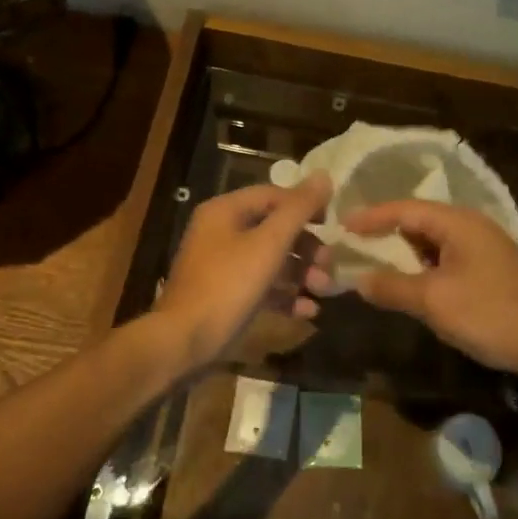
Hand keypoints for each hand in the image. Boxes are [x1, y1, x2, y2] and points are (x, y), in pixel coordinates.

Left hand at [152, 174, 332, 371]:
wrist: (183, 343)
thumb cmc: (227, 286)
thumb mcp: (268, 244)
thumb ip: (298, 210)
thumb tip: (324, 175)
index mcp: (225, 211)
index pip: (274, 195)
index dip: (306, 205)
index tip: (334, 223)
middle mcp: (221, 233)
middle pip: (275, 229)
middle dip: (307, 247)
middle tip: (329, 265)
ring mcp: (222, 266)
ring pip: (271, 260)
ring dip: (302, 273)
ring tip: (324, 290)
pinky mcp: (226, 296)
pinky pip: (262, 287)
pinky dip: (285, 295)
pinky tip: (308, 311)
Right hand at [342, 200, 517, 382]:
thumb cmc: (490, 313)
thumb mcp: (433, 300)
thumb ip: (392, 287)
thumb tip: (358, 279)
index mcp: (457, 222)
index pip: (404, 209)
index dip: (371, 216)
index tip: (340, 225)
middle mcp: (471, 227)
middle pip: (419, 222)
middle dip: (386, 233)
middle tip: (352, 244)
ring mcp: (484, 250)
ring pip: (433, 244)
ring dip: (405, 254)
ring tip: (374, 264)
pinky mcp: (491, 272)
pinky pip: (446, 261)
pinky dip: (424, 269)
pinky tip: (412, 286)